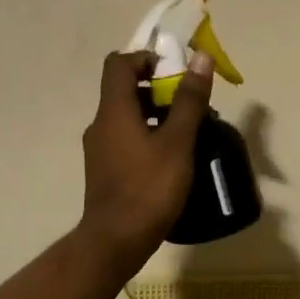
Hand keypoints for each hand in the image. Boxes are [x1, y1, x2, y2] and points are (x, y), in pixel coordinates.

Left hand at [78, 49, 213, 275]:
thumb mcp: (178, 142)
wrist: (116, 240)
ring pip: (127, 118)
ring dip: (155, 116)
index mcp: (114, 111)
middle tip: (190, 106)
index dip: (147, 59)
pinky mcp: (104, 171)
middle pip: (125, 90)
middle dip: (158, 90)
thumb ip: (189, 100)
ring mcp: (99, 150)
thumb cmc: (149, 188)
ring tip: (187, 134)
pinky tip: (171, 160)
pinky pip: (125, 140)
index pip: (120, 63)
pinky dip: (147, 138)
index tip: (175, 73)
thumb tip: (200, 57)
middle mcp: (100, 124)